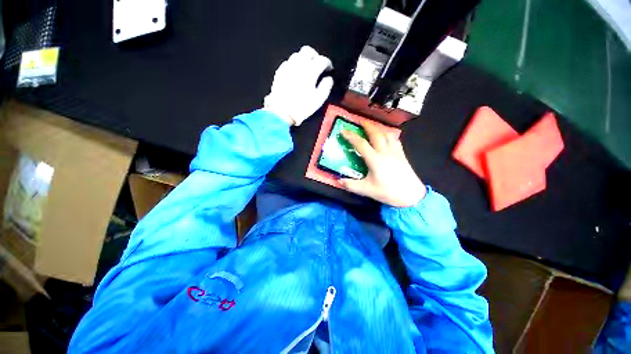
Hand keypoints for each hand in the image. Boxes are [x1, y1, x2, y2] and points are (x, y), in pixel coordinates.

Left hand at [264, 46, 333, 125]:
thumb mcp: (318, 100)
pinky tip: (295, 73)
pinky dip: (294, 65)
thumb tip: (329, 79)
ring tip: (307, 69)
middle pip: (308, 51)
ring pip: (297, 55)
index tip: (329, 68)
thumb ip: (326, 87)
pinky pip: (288, 63)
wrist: (282, 112)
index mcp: (310, 71)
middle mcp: (298, 65)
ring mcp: (287, 68)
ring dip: (304, 59)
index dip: (328, 63)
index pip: (322, 60)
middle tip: (318, 64)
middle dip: (315, 56)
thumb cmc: (301, 107)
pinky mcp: (279, 73)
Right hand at [339, 121, 426, 207]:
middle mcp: (385, 152)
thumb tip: (338, 180)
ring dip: (378, 128)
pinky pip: (394, 139)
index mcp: (375, 160)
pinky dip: (388, 134)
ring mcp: (395, 151)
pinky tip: (385, 136)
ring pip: (386, 134)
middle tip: (359, 121)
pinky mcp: (402, 154)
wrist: (411, 195)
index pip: (361, 144)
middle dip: (367, 125)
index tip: (343, 130)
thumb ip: (351, 185)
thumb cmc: (388, 192)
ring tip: (371, 126)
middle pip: (376, 133)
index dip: (351, 136)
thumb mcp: (366, 190)